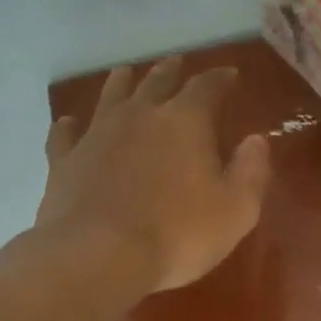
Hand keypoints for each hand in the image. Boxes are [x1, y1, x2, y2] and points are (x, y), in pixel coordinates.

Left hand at [36, 59, 269, 292]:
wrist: (99, 256)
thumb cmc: (179, 234)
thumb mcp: (236, 209)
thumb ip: (251, 170)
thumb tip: (256, 140)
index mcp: (185, 121)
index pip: (207, 86)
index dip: (220, 78)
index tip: (230, 74)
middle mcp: (140, 115)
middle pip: (157, 81)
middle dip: (171, 71)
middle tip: (177, 63)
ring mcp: (97, 134)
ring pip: (111, 95)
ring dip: (122, 82)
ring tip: (126, 73)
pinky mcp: (64, 160)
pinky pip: (65, 133)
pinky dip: (70, 125)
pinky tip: (69, 122)